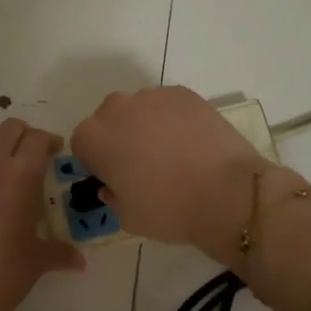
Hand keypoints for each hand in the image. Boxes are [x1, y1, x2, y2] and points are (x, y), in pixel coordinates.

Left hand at [0, 119, 85, 310]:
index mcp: (19, 176)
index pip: (37, 139)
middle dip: (25, 137)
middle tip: (35, 158)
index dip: (50, 142)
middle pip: (8, 129)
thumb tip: (78, 260)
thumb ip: (60, 252)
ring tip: (10, 174)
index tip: (56, 153)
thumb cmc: (4, 275)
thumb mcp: (37, 261)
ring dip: (0, 148)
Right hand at [71, 87, 263, 254]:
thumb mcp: (126, 217)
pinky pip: (168, 105)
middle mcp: (116, 108)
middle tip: (143, 165)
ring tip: (172, 153)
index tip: (115, 178)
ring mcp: (152, 96)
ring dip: (146, 126)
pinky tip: (191, 142)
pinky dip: (173, 119)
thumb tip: (113, 184)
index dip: (97, 162)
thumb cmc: (168, 209)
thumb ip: (111, 195)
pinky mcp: (184, 93)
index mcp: (94, 137)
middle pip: (109, 121)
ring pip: (139, 110)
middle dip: (119, 138)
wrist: (227, 193)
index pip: (82, 145)